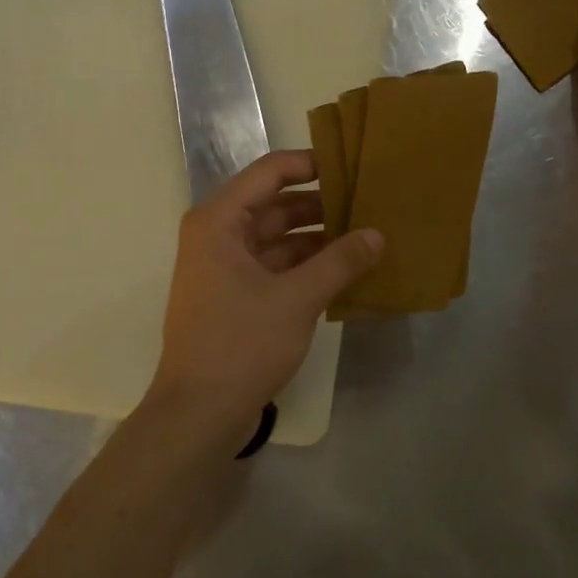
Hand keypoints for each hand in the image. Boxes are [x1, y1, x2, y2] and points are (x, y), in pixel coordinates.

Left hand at [148, 150, 382, 437]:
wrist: (199, 413)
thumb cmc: (241, 344)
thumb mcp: (297, 298)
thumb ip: (340, 262)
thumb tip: (378, 235)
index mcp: (219, 221)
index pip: (269, 172)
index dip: (310, 164)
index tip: (352, 166)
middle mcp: (217, 235)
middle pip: (274, 204)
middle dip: (320, 204)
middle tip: (368, 202)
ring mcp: (225, 267)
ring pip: (277, 237)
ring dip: (316, 237)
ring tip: (364, 235)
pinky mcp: (235, 296)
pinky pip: (275, 266)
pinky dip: (306, 265)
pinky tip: (344, 270)